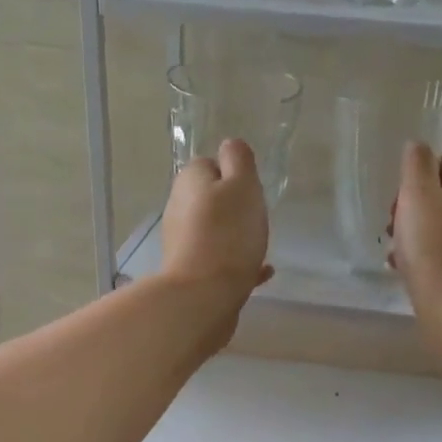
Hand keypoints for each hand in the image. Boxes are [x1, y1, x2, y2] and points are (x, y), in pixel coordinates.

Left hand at [158, 138, 272, 304]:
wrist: (203, 296)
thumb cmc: (228, 233)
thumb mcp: (242, 185)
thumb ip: (239, 161)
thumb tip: (230, 146)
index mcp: (190, 182)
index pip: (208, 164)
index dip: (232, 174)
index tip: (251, 190)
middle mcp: (179, 209)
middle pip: (209, 199)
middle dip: (233, 206)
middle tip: (257, 217)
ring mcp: (182, 242)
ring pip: (213, 230)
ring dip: (234, 235)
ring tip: (259, 245)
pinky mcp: (191, 272)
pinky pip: (219, 261)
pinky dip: (238, 262)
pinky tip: (262, 272)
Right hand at [389, 142, 441, 316]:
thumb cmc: (434, 245)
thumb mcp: (418, 193)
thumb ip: (416, 163)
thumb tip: (417, 146)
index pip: (441, 164)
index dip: (413, 179)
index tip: (397, 202)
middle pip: (437, 196)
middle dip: (409, 209)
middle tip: (391, 227)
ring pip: (435, 226)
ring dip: (410, 235)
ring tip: (393, 252)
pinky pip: (439, 252)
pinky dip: (420, 256)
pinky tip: (403, 270)